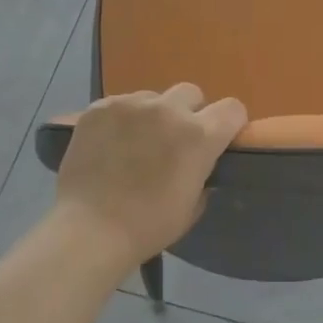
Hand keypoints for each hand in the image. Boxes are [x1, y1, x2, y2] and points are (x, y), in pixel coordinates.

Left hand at [53, 84, 247, 267]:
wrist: (90, 229)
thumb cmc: (148, 226)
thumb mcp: (192, 206)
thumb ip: (204, 176)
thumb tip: (200, 166)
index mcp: (199, 135)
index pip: (232, 108)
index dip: (229, 123)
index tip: (220, 138)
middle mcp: (168, 110)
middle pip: (191, 93)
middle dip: (189, 113)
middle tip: (174, 140)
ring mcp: (131, 105)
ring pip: (153, 97)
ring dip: (152, 115)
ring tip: (136, 142)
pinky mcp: (99, 107)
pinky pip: (121, 104)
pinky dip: (122, 120)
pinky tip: (110, 144)